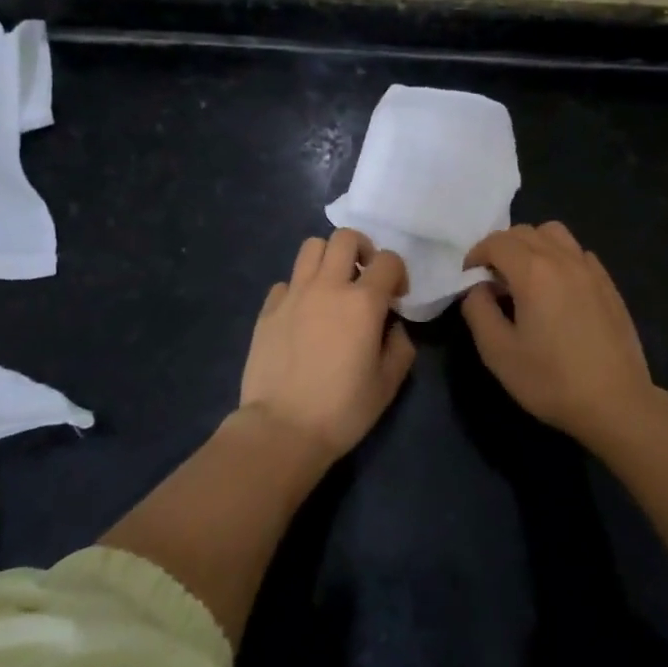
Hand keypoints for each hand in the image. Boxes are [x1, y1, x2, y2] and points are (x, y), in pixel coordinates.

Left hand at [238, 229, 415, 457]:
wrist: (282, 429)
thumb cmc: (342, 409)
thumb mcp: (388, 383)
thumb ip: (400, 346)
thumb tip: (392, 327)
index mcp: (363, 302)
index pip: (388, 260)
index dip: (398, 273)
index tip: (396, 298)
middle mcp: (327, 287)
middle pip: (345, 237)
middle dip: (362, 249)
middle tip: (364, 277)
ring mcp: (293, 295)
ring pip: (311, 247)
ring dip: (328, 258)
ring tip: (332, 286)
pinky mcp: (267, 310)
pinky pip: (286, 282)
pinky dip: (298, 289)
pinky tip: (302, 314)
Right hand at [460, 222, 659, 443]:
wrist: (615, 402)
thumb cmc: (551, 380)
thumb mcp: (498, 352)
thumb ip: (478, 310)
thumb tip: (477, 287)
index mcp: (533, 271)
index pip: (496, 241)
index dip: (476, 254)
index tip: (469, 278)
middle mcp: (563, 259)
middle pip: (525, 232)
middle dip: (501, 247)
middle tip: (492, 279)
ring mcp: (590, 269)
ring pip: (555, 234)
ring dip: (532, 245)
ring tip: (525, 277)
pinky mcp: (608, 284)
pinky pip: (577, 253)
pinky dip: (559, 257)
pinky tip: (558, 290)